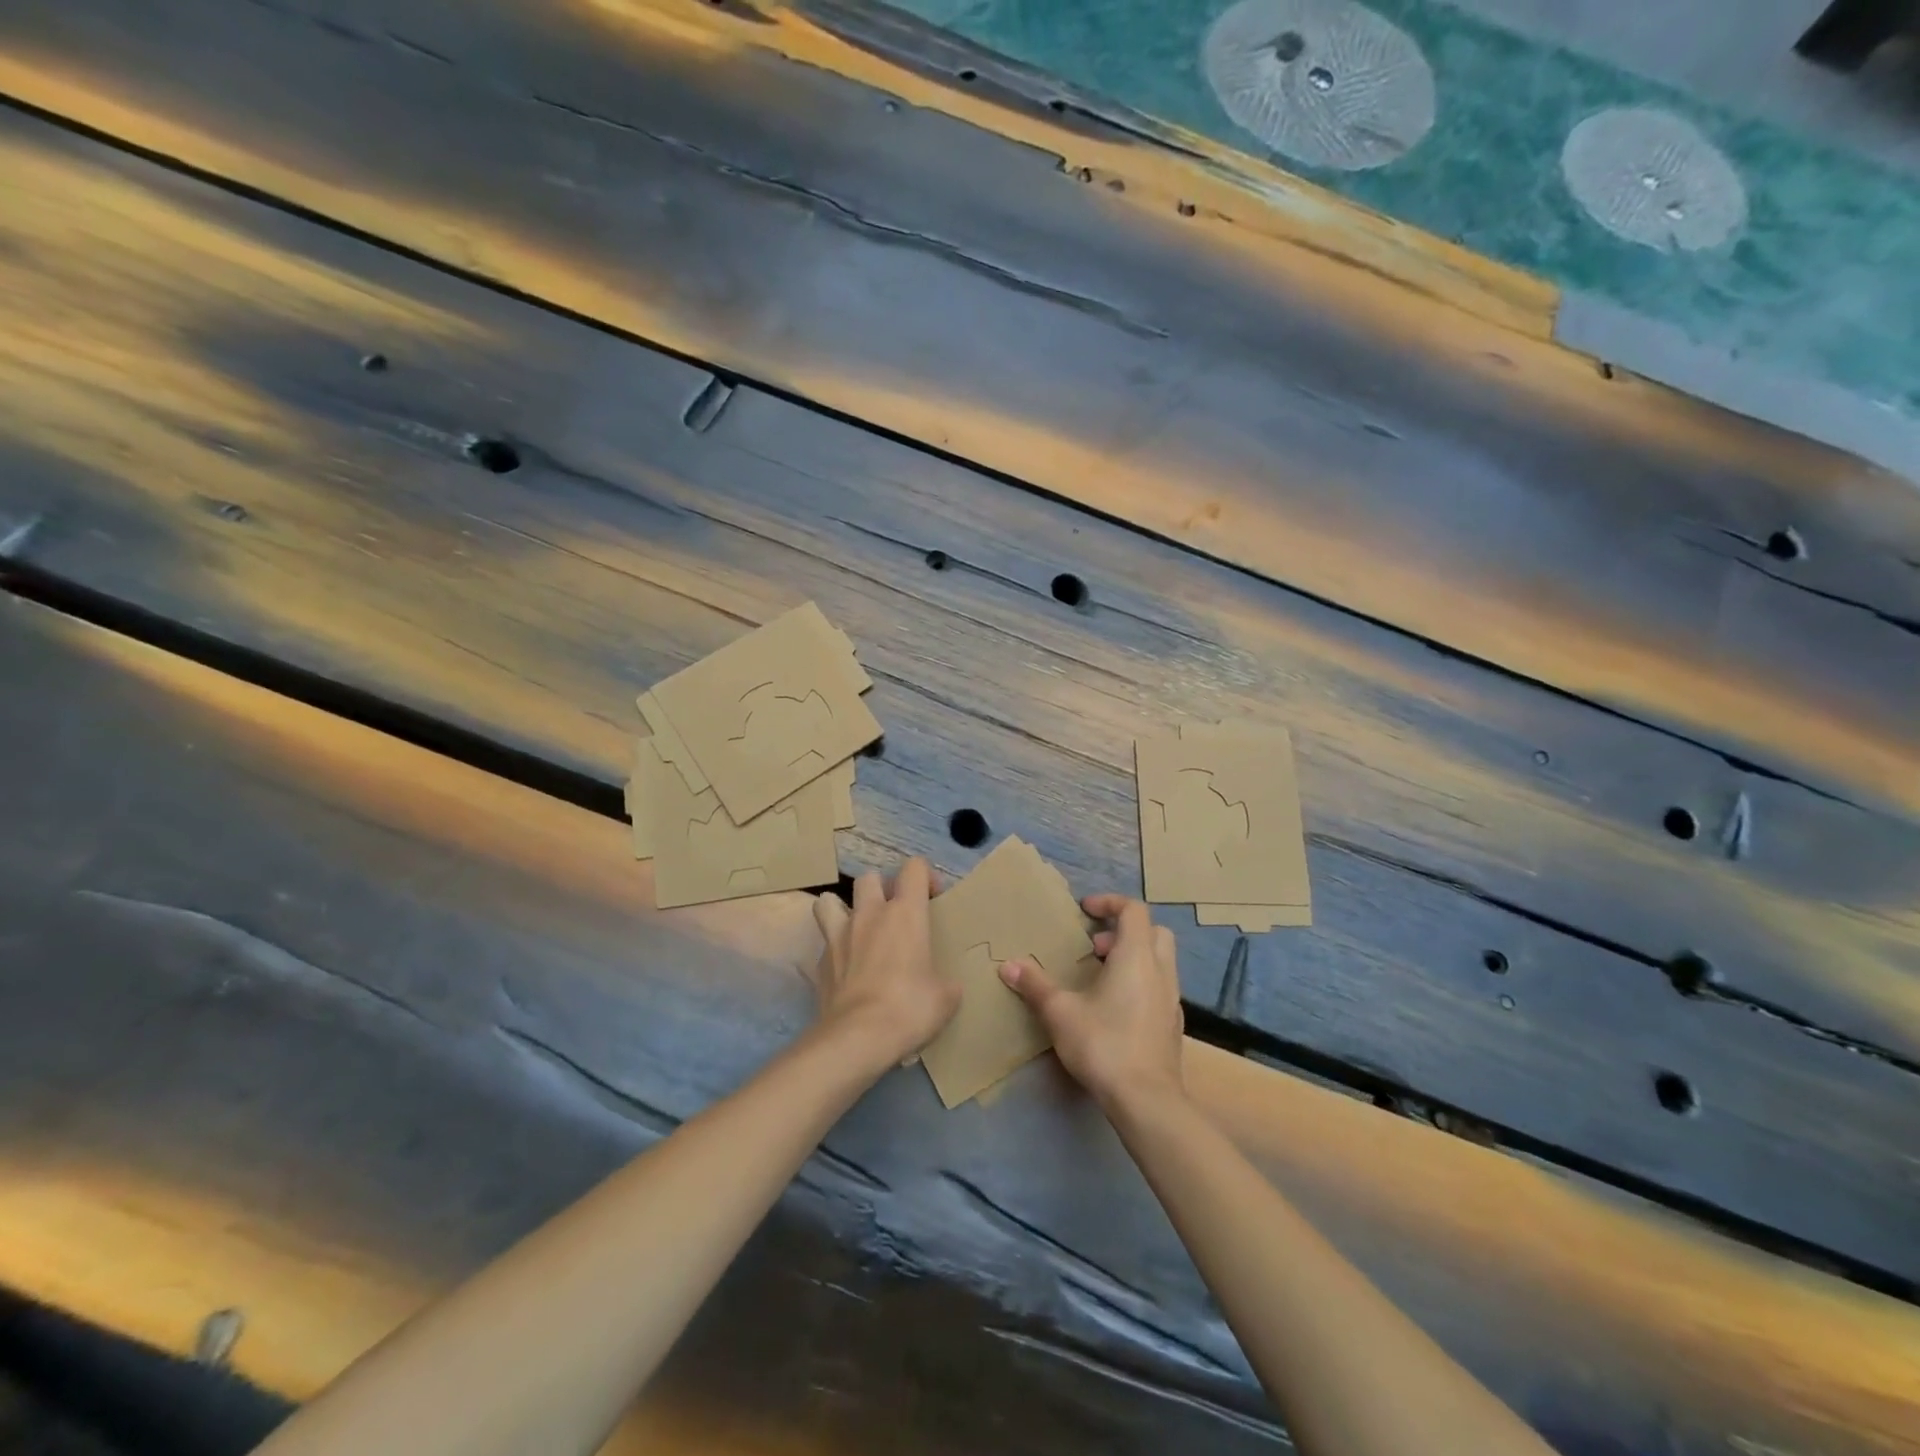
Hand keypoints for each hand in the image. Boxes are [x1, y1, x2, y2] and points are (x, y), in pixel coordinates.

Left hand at [809, 857, 958, 1070]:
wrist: (858, 1037)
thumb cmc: (909, 1008)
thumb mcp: (945, 997)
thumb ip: (945, 981)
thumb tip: (945, 986)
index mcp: (905, 913)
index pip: (914, 868)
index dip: (925, 876)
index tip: (932, 898)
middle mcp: (870, 914)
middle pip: (869, 877)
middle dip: (881, 888)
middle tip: (893, 913)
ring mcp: (839, 936)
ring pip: (829, 901)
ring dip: (842, 909)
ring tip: (855, 928)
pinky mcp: (819, 962)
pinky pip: (825, 943)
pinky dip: (835, 949)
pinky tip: (845, 969)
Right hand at [999, 894, 1183, 1113]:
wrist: (1147, 1101)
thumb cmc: (1104, 1044)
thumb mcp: (1060, 1012)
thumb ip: (1035, 985)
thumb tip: (1008, 966)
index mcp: (1136, 956)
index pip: (1133, 909)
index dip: (1109, 902)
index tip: (1085, 910)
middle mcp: (1161, 970)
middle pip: (1154, 931)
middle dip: (1124, 930)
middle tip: (1094, 947)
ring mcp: (1171, 999)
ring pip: (1160, 960)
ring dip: (1133, 957)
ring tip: (1100, 978)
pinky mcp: (1172, 1025)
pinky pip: (1160, 987)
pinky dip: (1141, 983)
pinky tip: (1115, 1009)